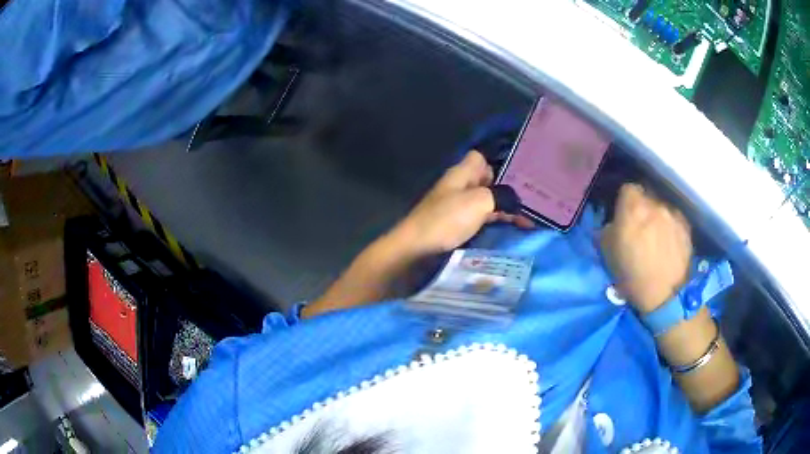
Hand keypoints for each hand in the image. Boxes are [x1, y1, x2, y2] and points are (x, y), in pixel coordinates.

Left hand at [391, 151, 533, 258]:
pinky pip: (481, 219)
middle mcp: (459, 187)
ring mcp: (457, 207)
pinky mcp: (457, 226)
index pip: (480, 158)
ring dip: (504, 209)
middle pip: (486, 182)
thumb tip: (514, 200)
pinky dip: (495, 223)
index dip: (497, 164)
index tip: (518, 177)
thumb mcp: (479, 201)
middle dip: (507, 190)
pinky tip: (512, 230)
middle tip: (533, 201)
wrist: (417, 250)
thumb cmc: (447, 219)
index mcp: (461, 174)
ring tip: (529, 219)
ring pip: (486, 202)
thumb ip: (501, 196)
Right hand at [600, 183, 692, 312]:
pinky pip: (674, 219)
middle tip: (640, 226)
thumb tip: (613, 223)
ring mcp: (673, 213)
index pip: (627, 188)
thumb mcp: (608, 254)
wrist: (665, 295)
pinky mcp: (686, 226)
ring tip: (657, 236)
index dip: (625, 200)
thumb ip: (608, 230)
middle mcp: (655, 203)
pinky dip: (670, 226)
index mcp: (633, 207)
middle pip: (647, 196)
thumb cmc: (632, 276)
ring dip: (657, 217)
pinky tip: (669, 243)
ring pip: (662, 207)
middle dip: (642, 207)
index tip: (623, 214)